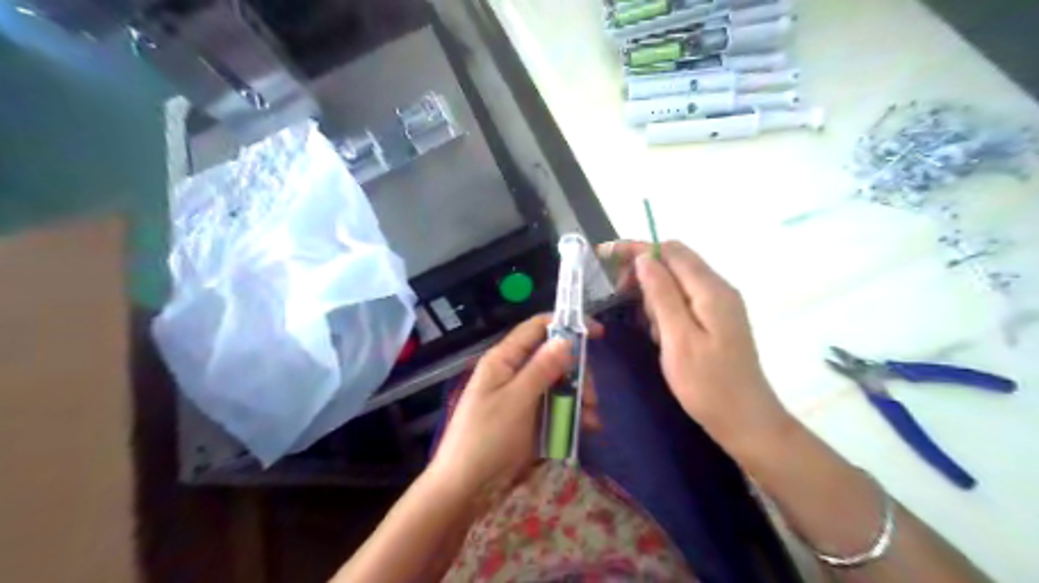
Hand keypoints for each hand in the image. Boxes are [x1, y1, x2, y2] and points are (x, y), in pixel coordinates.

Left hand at [428, 313, 600, 494]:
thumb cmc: (487, 438)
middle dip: (578, 372)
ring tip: (592, 419)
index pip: (537, 328)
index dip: (566, 324)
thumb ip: (541, 368)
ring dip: (579, 396)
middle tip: (592, 395)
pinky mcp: (529, 417)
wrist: (466, 487)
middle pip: (554, 356)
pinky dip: (572, 413)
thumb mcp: (517, 400)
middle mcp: (514, 371)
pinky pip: (556, 405)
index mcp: (504, 359)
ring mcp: (523, 395)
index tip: (598, 333)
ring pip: (559, 382)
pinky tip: (586, 428)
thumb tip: (566, 338)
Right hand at [601, 240, 786, 454]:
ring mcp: (719, 305)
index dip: (636, 248)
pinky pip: (684, 300)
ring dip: (653, 293)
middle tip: (619, 297)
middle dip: (643, 271)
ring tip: (643, 323)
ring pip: (677, 281)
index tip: (604, 255)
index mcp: (711, 290)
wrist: (746, 421)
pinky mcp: (716, 320)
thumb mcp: (678, 339)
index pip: (670, 251)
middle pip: (674, 261)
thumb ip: (662, 295)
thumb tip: (643, 259)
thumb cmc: (708, 384)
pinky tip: (657, 332)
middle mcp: (718, 289)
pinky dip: (664, 308)